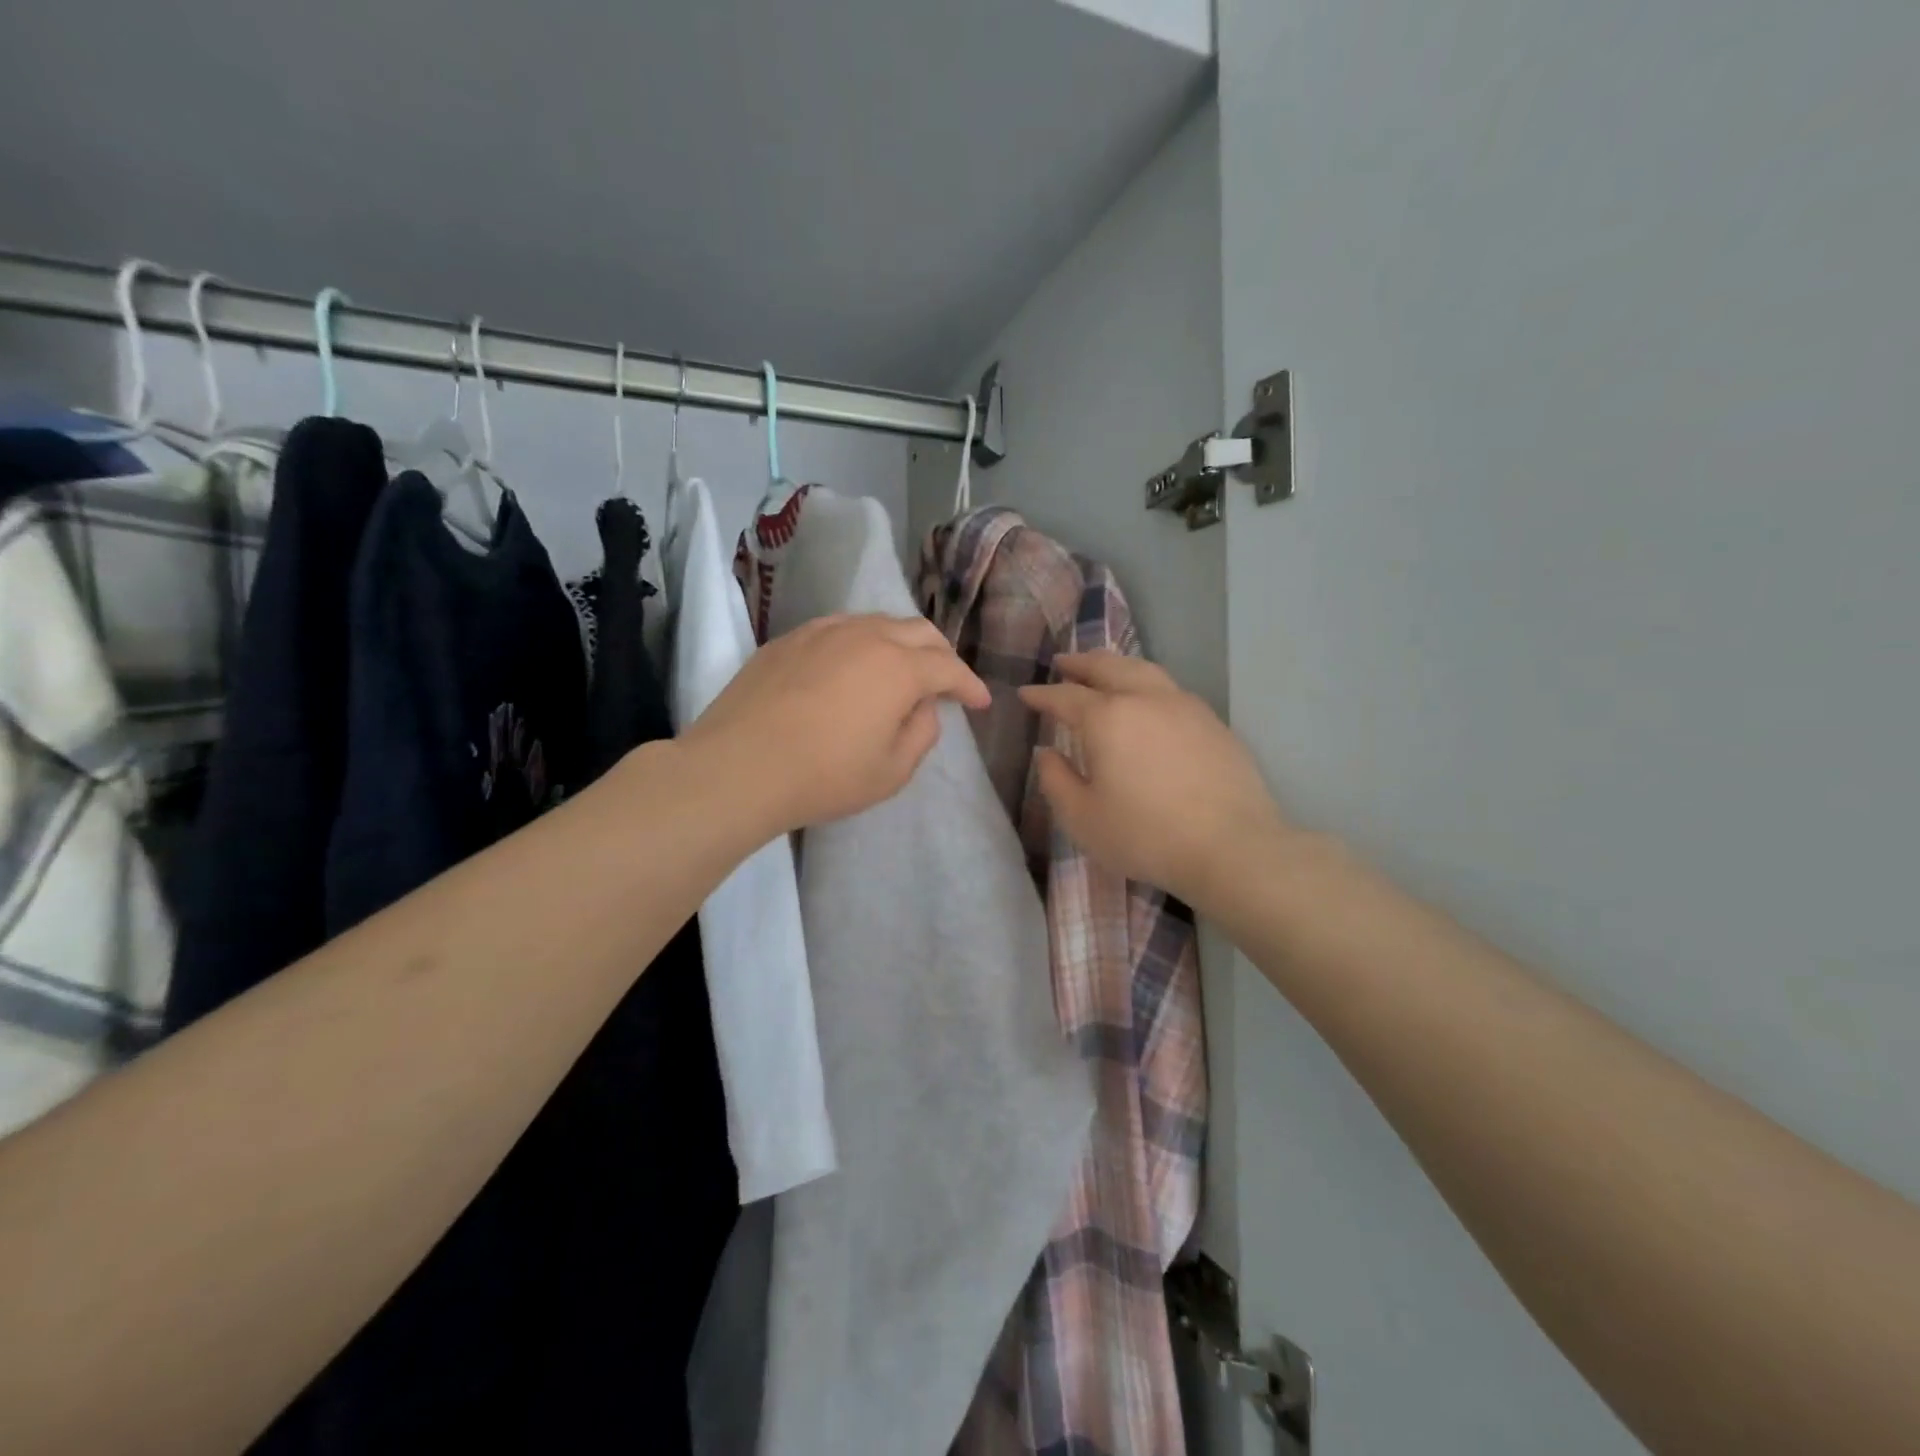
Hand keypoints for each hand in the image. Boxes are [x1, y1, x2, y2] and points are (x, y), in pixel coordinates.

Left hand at [684, 613, 989, 834]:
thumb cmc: (823, 776)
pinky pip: (838, 628)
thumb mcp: (891, 771)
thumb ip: (921, 733)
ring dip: (900, 643)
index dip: (969, 685)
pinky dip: (860, 642)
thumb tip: (922, 707)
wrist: (736, 767)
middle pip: (918, 631)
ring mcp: (822, 632)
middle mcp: (865, 636)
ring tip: (901, 669)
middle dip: (941, 654)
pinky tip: (851, 665)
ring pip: (877, 623)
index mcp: (898, 668)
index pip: (948, 667)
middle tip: (945, 682)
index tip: (979, 702)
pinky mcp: (788, 639)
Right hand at [1019, 653, 1289, 911]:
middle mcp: (1144, 698)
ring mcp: (1184, 706)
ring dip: (1115, 665)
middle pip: (1107, 667)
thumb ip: (1056, 781)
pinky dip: (1146, 682)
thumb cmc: (1146, 835)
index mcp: (1107, 718)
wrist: (1232, 846)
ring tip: (1103, 669)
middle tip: (1062, 663)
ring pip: (1143, 669)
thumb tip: (1046, 753)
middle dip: (1080, 664)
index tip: (1026, 693)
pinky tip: (1147, 700)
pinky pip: (1170, 688)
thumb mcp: (1083, 818)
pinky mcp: (1212, 721)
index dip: (1041, 695)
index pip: (1065, 697)